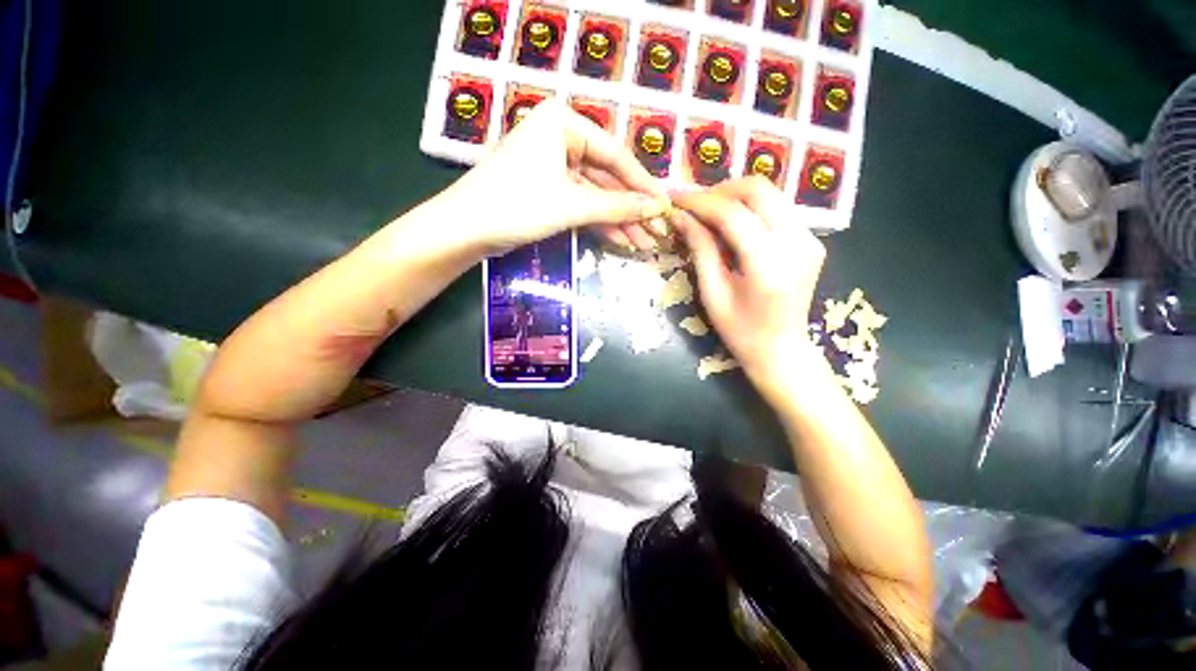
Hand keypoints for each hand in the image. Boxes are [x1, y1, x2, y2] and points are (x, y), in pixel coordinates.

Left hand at [440, 99, 670, 254]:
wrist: (465, 229)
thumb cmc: (518, 205)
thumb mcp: (573, 205)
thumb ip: (617, 206)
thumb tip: (657, 209)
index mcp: (564, 123)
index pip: (615, 155)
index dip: (642, 185)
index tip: (665, 206)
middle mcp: (559, 138)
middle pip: (606, 177)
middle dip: (630, 208)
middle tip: (656, 231)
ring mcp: (552, 166)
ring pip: (595, 195)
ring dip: (617, 220)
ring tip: (642, 242)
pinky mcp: (547, 191)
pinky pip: (580, 205)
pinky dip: (598, 223)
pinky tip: (619, 240)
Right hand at [670, 177, 826, 392]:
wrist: (781, 351)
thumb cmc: (740, 331)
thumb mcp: (713, 293)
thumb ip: (700, 250)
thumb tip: (681, 217)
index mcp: (769, 264)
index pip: (733, 213)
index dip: (700, 202)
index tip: (676, 199)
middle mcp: (797, 243)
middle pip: (759, 190)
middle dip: (720, 191)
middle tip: (694, 206)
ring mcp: (810, 239)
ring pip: (771, 194)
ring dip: (735, 197)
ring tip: (709, 214)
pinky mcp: (812, 240)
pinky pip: (778, 209)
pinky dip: (751, 209)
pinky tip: (732, 225)